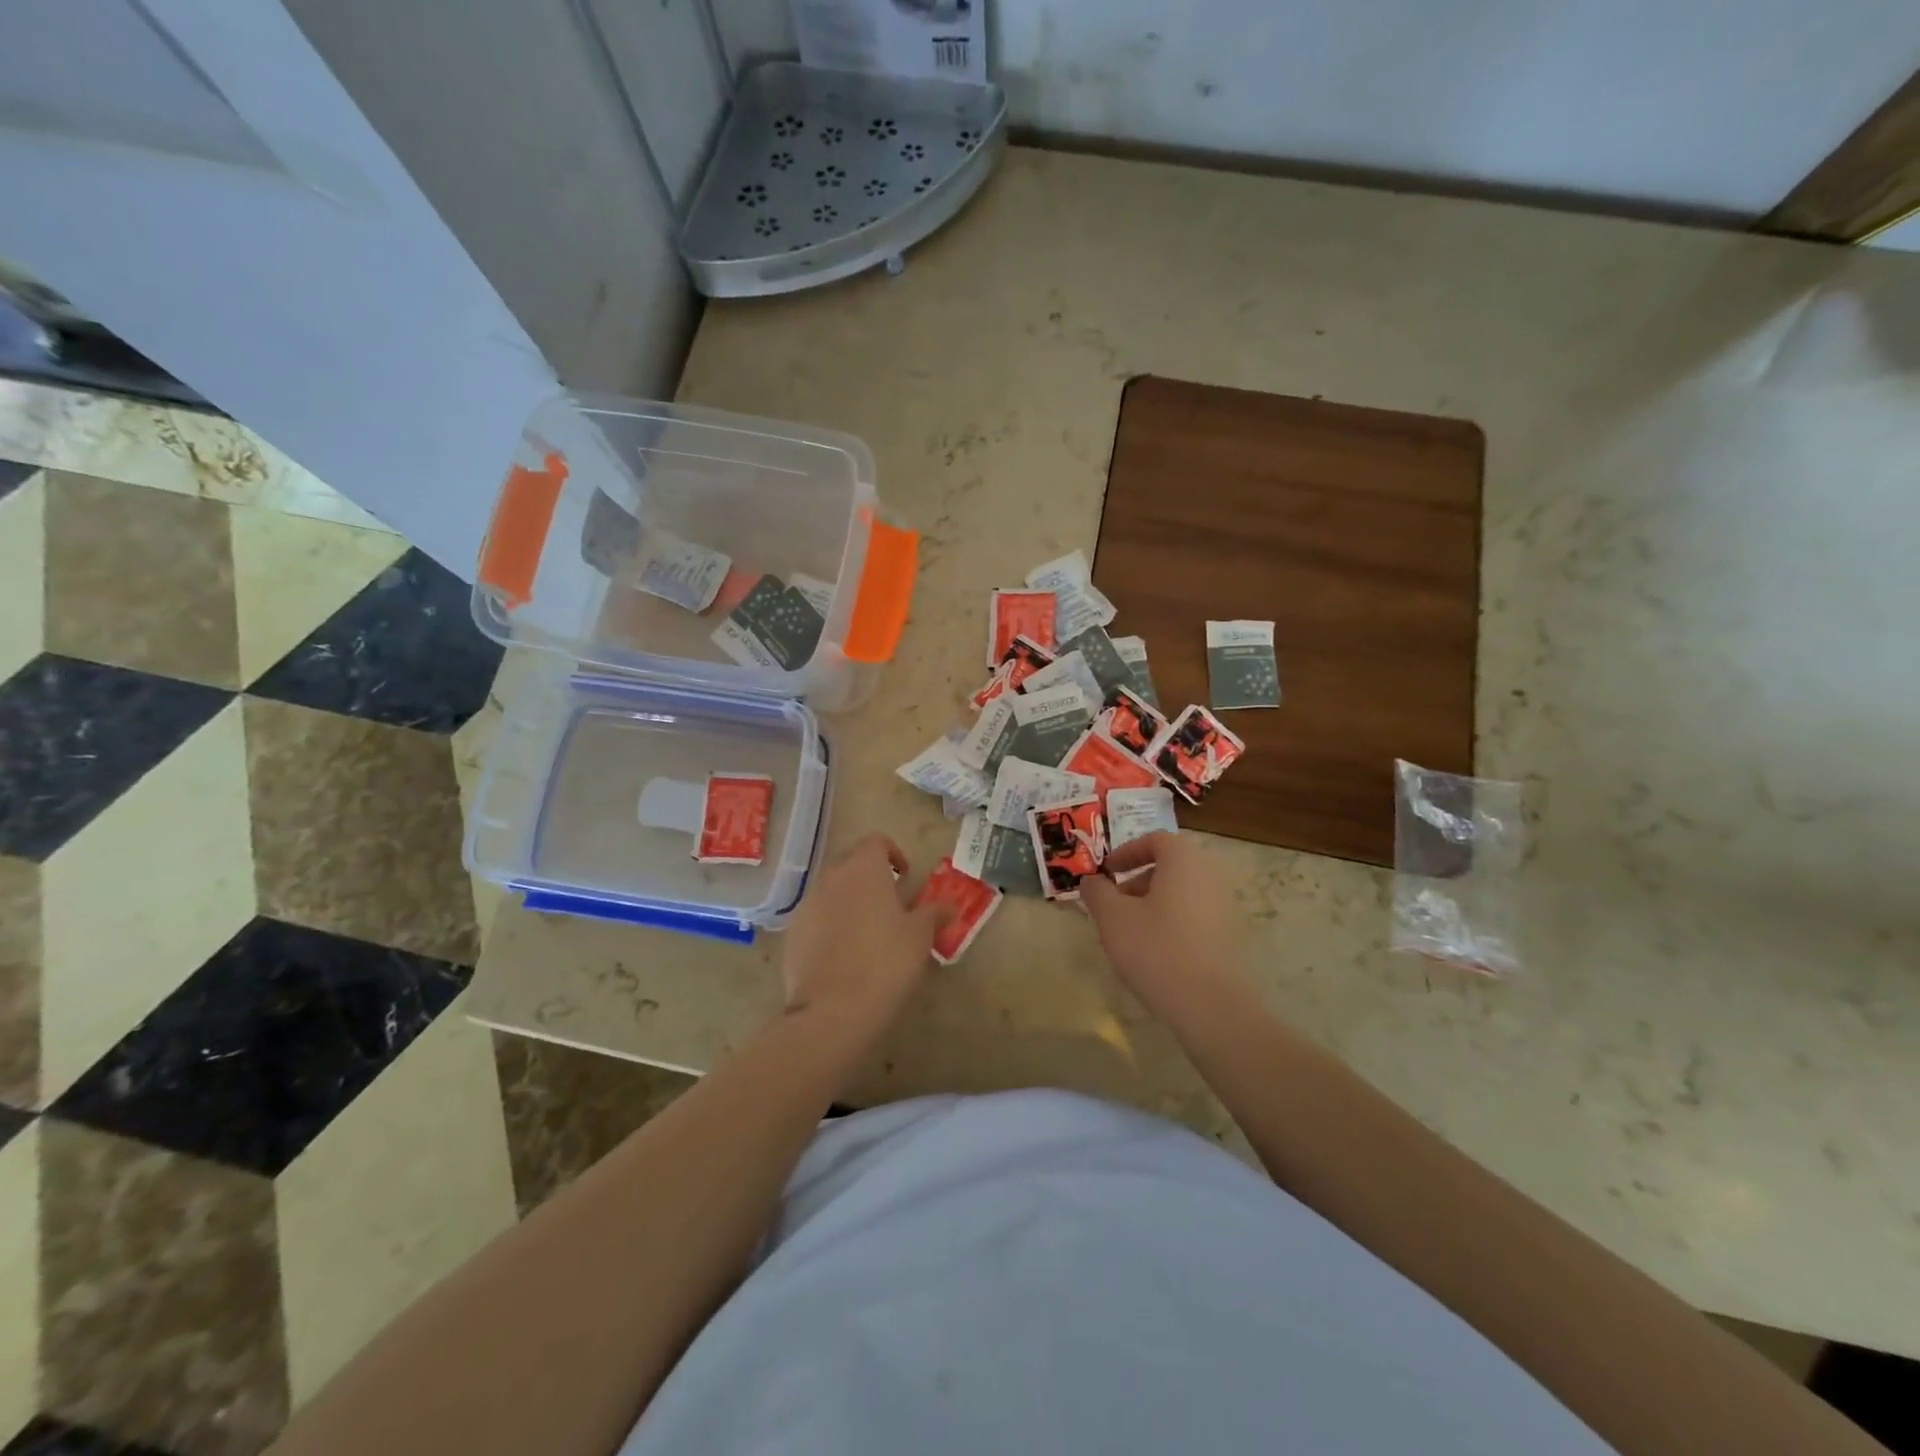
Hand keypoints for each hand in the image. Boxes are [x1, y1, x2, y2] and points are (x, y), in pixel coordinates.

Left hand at [782, 833, 949, 1029]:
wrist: (833, 1010)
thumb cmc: (886, 962)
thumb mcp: (920, 936)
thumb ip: (934, 913)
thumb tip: (949, 905)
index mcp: (863, 869)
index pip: (876, 841)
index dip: (893, 853)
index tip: (905, 877)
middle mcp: (831, 877)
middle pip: (851, 863)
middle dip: (870, 877)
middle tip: (890, 904)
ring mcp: (806, 905)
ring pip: (831, 891)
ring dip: (849, 901)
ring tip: (867, 933)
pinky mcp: (792, 934)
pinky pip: (815, 918)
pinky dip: (829, 926)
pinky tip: (843, 956)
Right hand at [1080, 832, 1246, 1017]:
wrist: (1211, 1005)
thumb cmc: (1156, 949)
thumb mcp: (1112, 918)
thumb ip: (1097, 893)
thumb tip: (1091, 881)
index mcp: (1184, 860)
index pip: (1155, 840)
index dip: (1126, 852)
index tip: (1107, 872)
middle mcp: (1211, 874)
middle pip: (1171, 865)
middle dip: (1138, 880)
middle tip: (1115, 904)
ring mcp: (1226, 905)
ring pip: (1183, 891)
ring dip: (1154, 902)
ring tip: (1132, 931)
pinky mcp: (1232, 934)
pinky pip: (1196, 914)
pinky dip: (1174, 920)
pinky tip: (1157, 951)